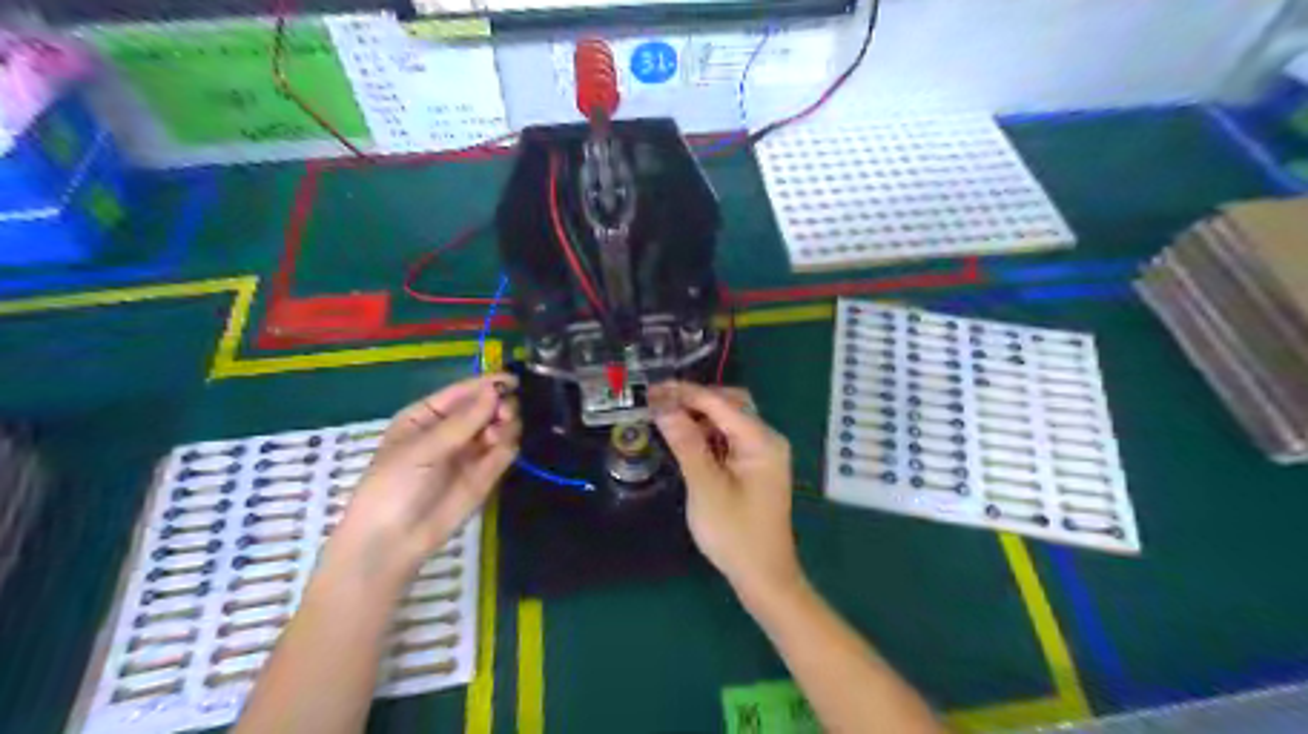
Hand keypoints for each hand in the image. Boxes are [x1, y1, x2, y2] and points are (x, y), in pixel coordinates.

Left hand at [334, 374, 520, 585]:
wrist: (393, 542)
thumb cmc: (393, 486)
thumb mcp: (422, 448)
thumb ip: (463, 420)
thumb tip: (496, 390)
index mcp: (426, 416)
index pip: (462, 392)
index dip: (487, 384)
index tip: (511, 382)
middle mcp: (452, 430)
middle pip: (485, 407)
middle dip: (499, 405)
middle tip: (505, 413)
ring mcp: (470, 452)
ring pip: (499, 427)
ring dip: (506, 424)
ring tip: (501, 432)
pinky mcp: (486, 475)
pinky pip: (504, 451)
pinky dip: (508, 445)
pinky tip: (503, 447)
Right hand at [650, 380, 801, 598]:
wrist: (763, 576)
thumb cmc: (735, 534)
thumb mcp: (706, 486)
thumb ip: (686, 443)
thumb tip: (663, 407)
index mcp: (761, 440)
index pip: (720, 403)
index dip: (685, 393)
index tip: (652, 389)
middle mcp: (766, 439)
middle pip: (729, 403)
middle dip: (693, 400)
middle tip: (658, 403)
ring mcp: (761, 453)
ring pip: (727, 420)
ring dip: (698, 416)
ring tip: (664, 417)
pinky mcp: (753, 466)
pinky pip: (728, 438)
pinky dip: (706, 433)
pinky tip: (684, 438)